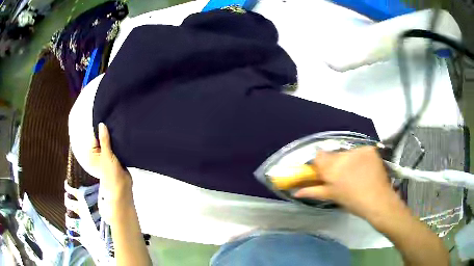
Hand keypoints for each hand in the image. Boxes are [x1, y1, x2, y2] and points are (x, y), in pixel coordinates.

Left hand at [90, 123, 132, 222]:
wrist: (122, 187)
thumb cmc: (110, 173)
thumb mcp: (106, 155)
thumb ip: (104, 140)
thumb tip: (101, 124)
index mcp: (92, 152)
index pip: (95, 136)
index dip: (100, 128)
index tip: (107, 117)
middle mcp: (98, 153)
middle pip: (102, 138)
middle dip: (108, 132)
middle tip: (115, 120)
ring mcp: (106, 155)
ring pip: (110, 142)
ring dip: (114, 137)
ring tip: (120, 126)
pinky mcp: (115, 157)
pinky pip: (115, 147)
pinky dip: (118, 143)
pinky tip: (123, 135)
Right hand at [294, 146, 402, 219]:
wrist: (378, 200)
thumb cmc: (353, 201)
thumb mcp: (332, 196)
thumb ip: (313, 191)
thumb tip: (296, 192)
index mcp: (332, 169)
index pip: (319, 156)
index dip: (321, 163)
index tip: (325, 172)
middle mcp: (343, 156)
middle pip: (334, 154)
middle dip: (336, 163)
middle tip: (343, 175)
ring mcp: (358, 151)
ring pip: (347, 152)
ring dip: (349, 160)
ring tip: (356, 172)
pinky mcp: (369, 149)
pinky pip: (360, 151)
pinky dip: (361, 157)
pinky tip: (365, 168)